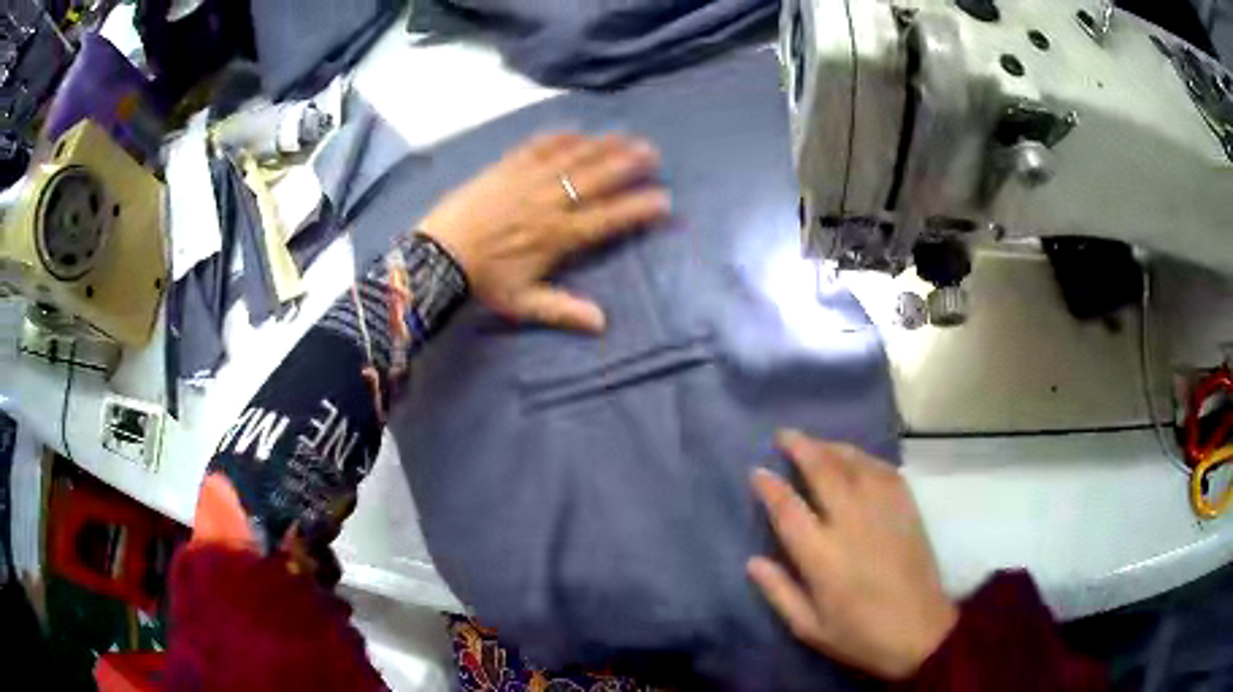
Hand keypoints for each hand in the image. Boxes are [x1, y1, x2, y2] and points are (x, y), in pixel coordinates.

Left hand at [419, 132, 669, 332]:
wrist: (438, 255)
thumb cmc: (483, 281)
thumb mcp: (523, 303)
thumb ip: (564, 310)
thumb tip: (602, 323)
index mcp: (559, 236)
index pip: (608, 219)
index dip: (638, 209)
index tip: (664, 200)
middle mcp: (551, 202)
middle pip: (597, 179)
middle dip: (628, 164)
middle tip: (652, 152)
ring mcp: (528, 180)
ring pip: (573, 157)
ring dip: (602, 145)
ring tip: (625, 136)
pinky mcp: (507, 167)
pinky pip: (538, 146)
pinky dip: (559, 137)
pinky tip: (576, 130)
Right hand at [748, 430, 957, 679]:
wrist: (920, 631)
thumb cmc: (860, 635)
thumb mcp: (809, 627)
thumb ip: (779, 592)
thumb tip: (753, 562)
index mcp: (822, 556)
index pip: (789, 509)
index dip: (770, 486)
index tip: (758, 470)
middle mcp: (852, 523)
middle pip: (824, 471)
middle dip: (801, 447)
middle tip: (784, 436)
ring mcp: (883, 511)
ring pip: (855, 463)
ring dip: (831, 447)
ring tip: (815, 442)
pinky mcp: (907, 508)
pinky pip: (884, 471)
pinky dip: (865, 458)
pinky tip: (855, 458)